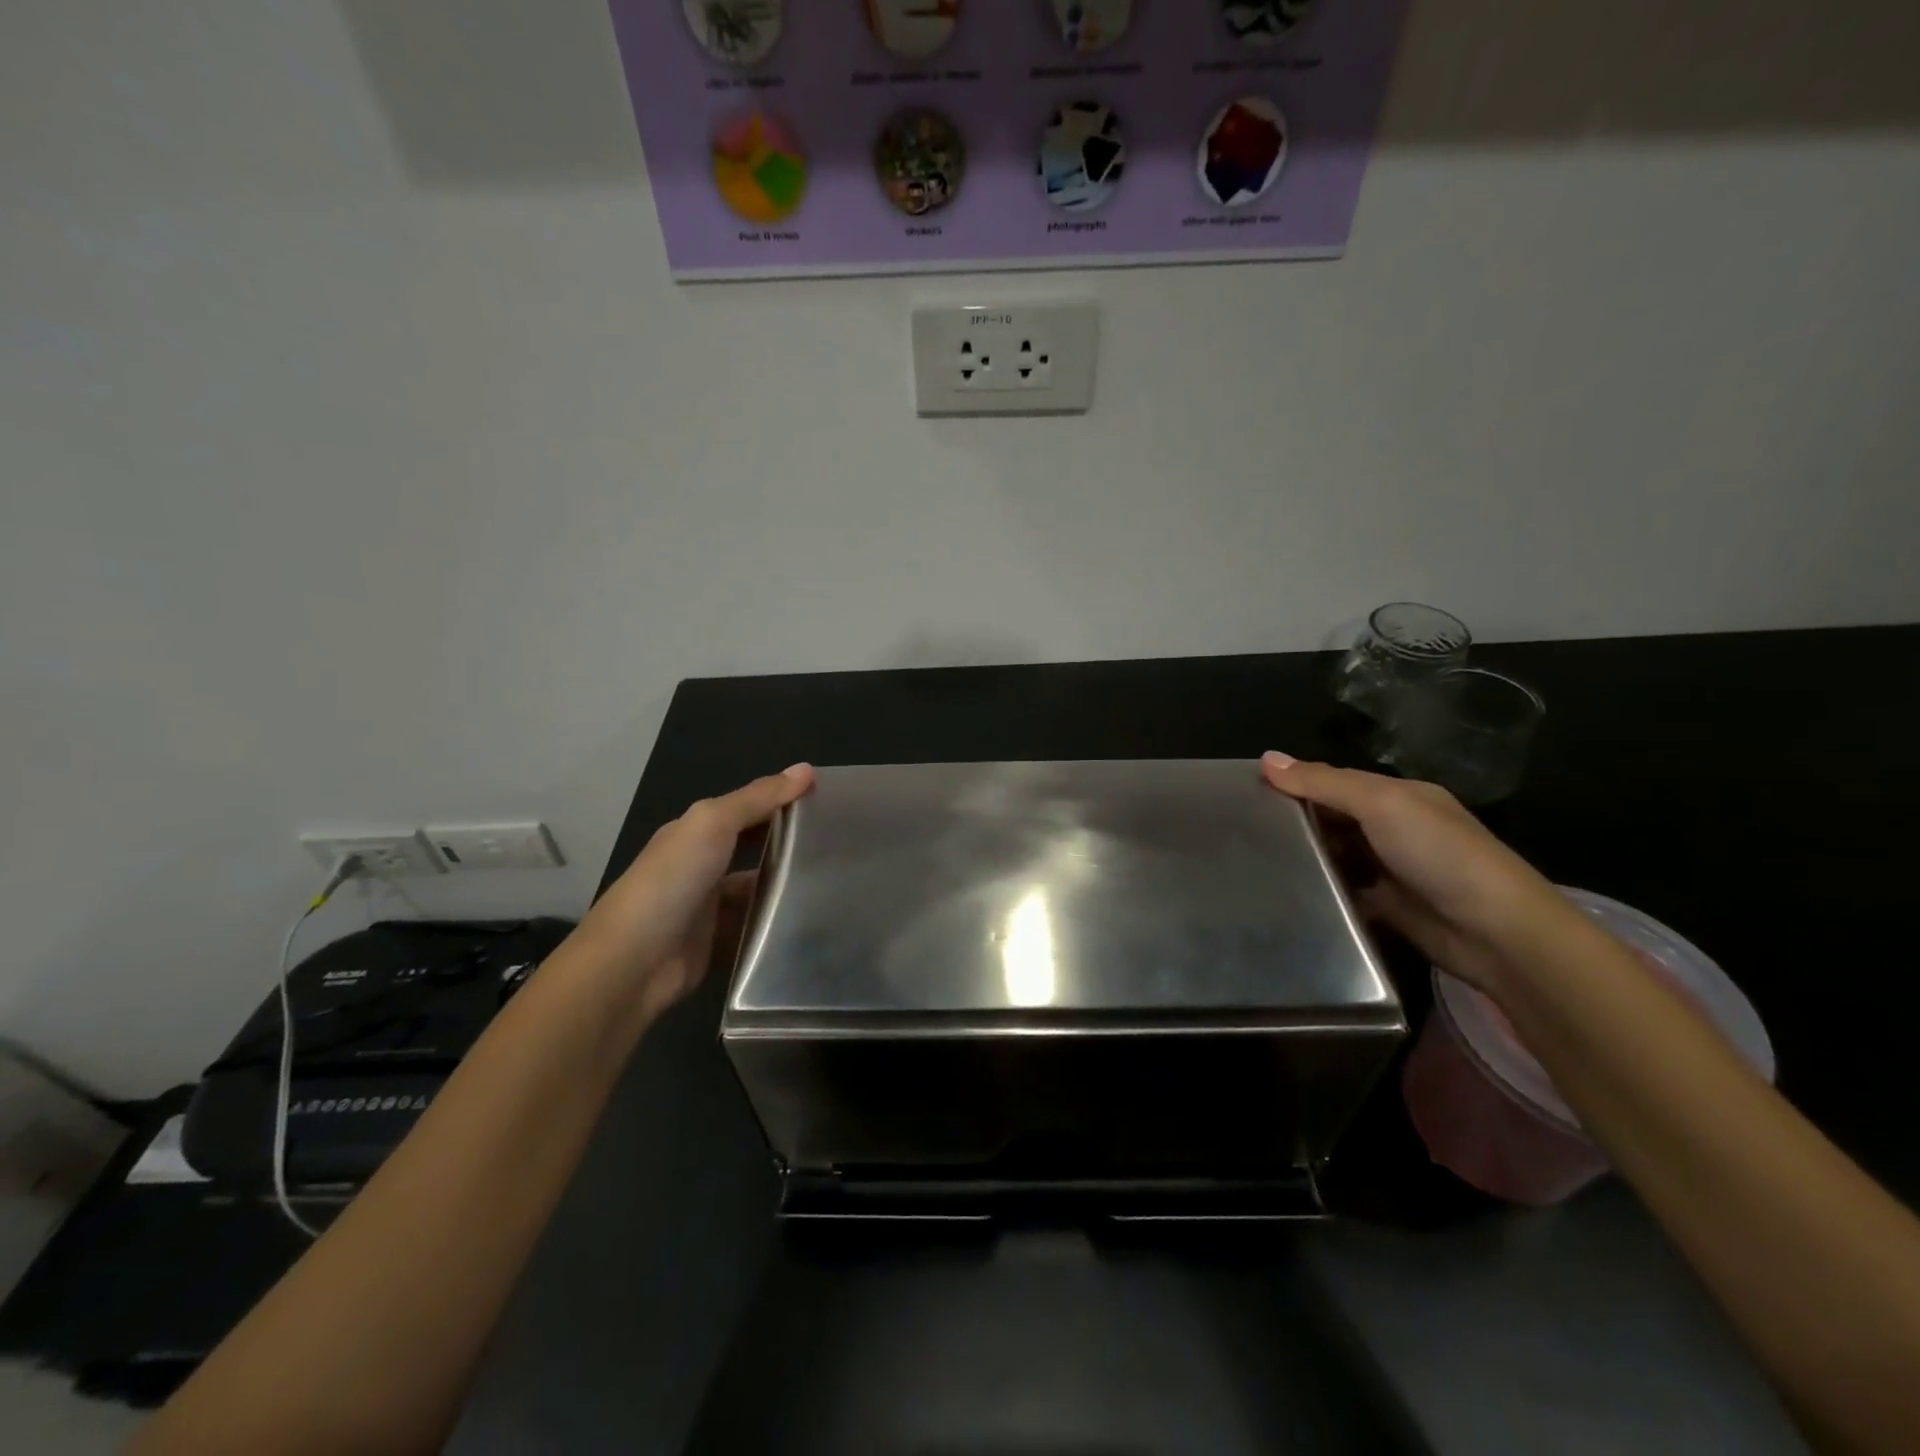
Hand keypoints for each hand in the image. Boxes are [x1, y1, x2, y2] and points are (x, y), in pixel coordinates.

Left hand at [578, 764, 814, 1022]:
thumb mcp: (713, 824)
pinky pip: (754, 928)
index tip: (828, 800)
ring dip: (785, 887)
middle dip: (788, 843)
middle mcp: (701, 865)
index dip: (782, 800)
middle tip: (840, 843)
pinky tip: (810, 920)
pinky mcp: (717, 944)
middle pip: (753, 848)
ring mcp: (709, 908)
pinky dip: (776, 924)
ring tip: (836, 883)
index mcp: (695, 832)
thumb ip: (758, 798)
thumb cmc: (671, 882)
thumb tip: (806, 769)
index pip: (747, 808)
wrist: (632, 964)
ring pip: (757, 890)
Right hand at [1261, 750, 1573, 994]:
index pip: (1334, 781)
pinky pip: (1343, 893)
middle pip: (1333, 818)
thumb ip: (1324, 783)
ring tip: (1251, 861)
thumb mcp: (1381, 804)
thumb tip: (1266, 758)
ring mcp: (1390, 870)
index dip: (1294, 782)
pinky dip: (1320, 893)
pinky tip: (1286, 894)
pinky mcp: (1386, 908)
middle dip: (1295, 820)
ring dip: (1305, 858)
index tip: (1245, 791)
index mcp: (1397, 796)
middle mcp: (1393, 828)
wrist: (1497, 933)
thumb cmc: (1439, 854)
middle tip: (1241, 829)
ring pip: (1335, 856)